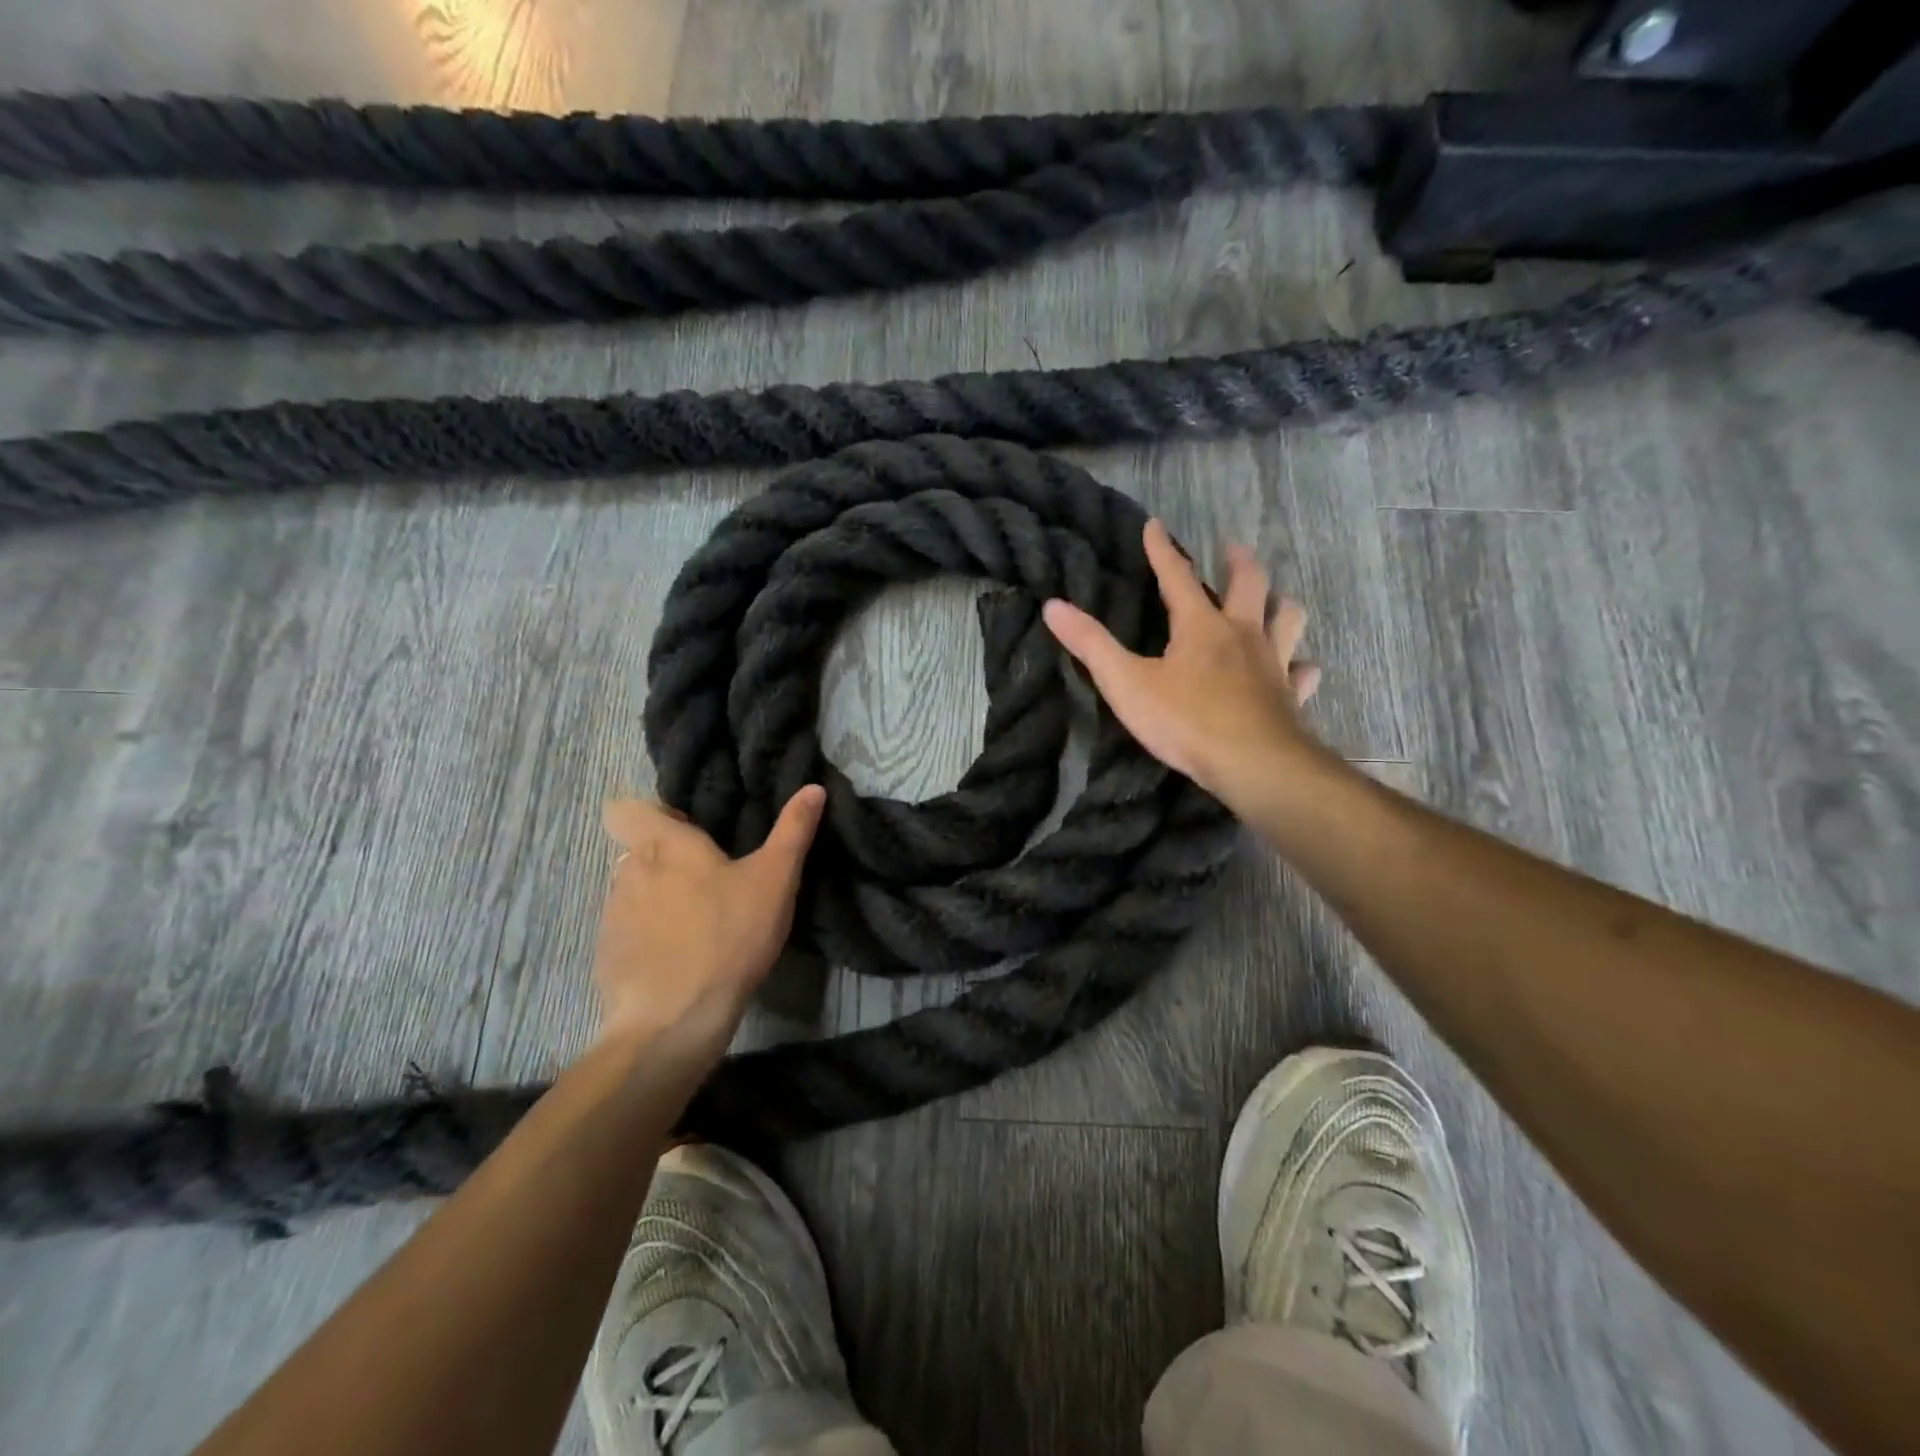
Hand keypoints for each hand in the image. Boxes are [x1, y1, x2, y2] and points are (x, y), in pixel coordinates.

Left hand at [593, 786, 826, 1050]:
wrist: (673, 1021)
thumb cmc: (728, 936)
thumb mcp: (775, 880)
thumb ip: (793, 830)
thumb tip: (813, 788)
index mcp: (663, 844)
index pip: (625, 808)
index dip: (652, 814)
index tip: (689, 830)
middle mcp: (628, 871)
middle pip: (638, 850)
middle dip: (669, 859)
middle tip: (713, 879)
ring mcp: (612, 915)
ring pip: (633, 890)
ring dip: (659, 897)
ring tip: (700, 922)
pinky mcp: (608, 955)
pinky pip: (628, 930)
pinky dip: (650, 936)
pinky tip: (681, 958)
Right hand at [1043, 520, 1324, 808]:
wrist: (1253, 764)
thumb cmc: (1186, 722)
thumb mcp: (1126, 684)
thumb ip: (1091, 645)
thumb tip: (1053, 606)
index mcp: (1201, 626)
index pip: (1178, 577)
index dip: (1163, 550)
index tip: (1155, 525)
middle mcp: (1242, 634)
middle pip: (1249, 584)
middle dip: (1238, 562)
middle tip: (1231, 548)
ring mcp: (1273, 664)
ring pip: (1287, 619)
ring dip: (1279, 603)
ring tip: (1273, 599)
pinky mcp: (1290, 696)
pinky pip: (1302, 673)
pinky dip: (1300, 666)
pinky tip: (1299, 669)